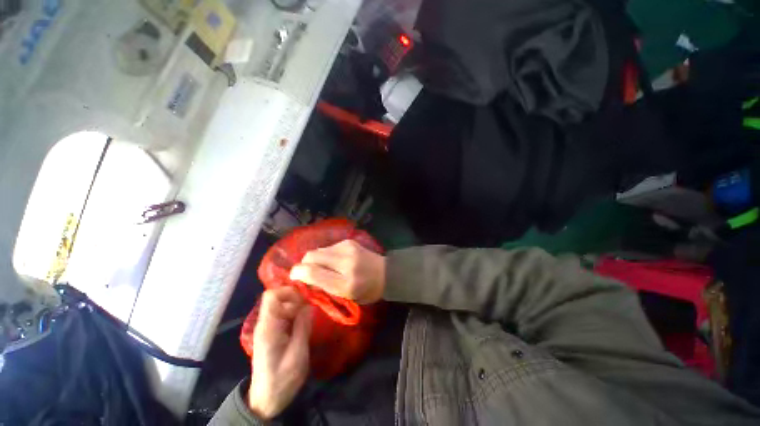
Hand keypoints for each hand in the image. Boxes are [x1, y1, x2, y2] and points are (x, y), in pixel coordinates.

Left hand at [248, 287, 312, 419]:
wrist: (266, 400)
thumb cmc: (281, 380)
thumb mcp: (297, 355)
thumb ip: (302, 327)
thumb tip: (309, 305)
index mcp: (268, 327)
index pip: (272, 296)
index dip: (289, 291)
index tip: (306, 299)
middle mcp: (266, 323)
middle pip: (280, 298)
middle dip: (298, 299)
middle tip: (313, 309)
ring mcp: (269, 328)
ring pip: (284, 305)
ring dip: (299, 307)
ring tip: (312, 316)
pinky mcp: (274, 332)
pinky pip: (286, 315)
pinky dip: (297, 315)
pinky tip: (306, 323)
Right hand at [290, 240, 386, 303]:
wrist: (387, 273)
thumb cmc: (367, 290)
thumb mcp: (346, 297)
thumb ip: (324, 288)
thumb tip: (304, 277)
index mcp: (345, 283)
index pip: (313, 273)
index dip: (298, 273)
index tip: (294, 276)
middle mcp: (345, 262)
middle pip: (311, 256)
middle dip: (304, 263)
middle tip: (307, 272)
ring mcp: (348, 248)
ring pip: (319, 249)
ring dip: (316, 259)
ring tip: (323, 266)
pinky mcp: (349, 241)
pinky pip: (328, 247)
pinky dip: (326, 254)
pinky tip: (333, 260)